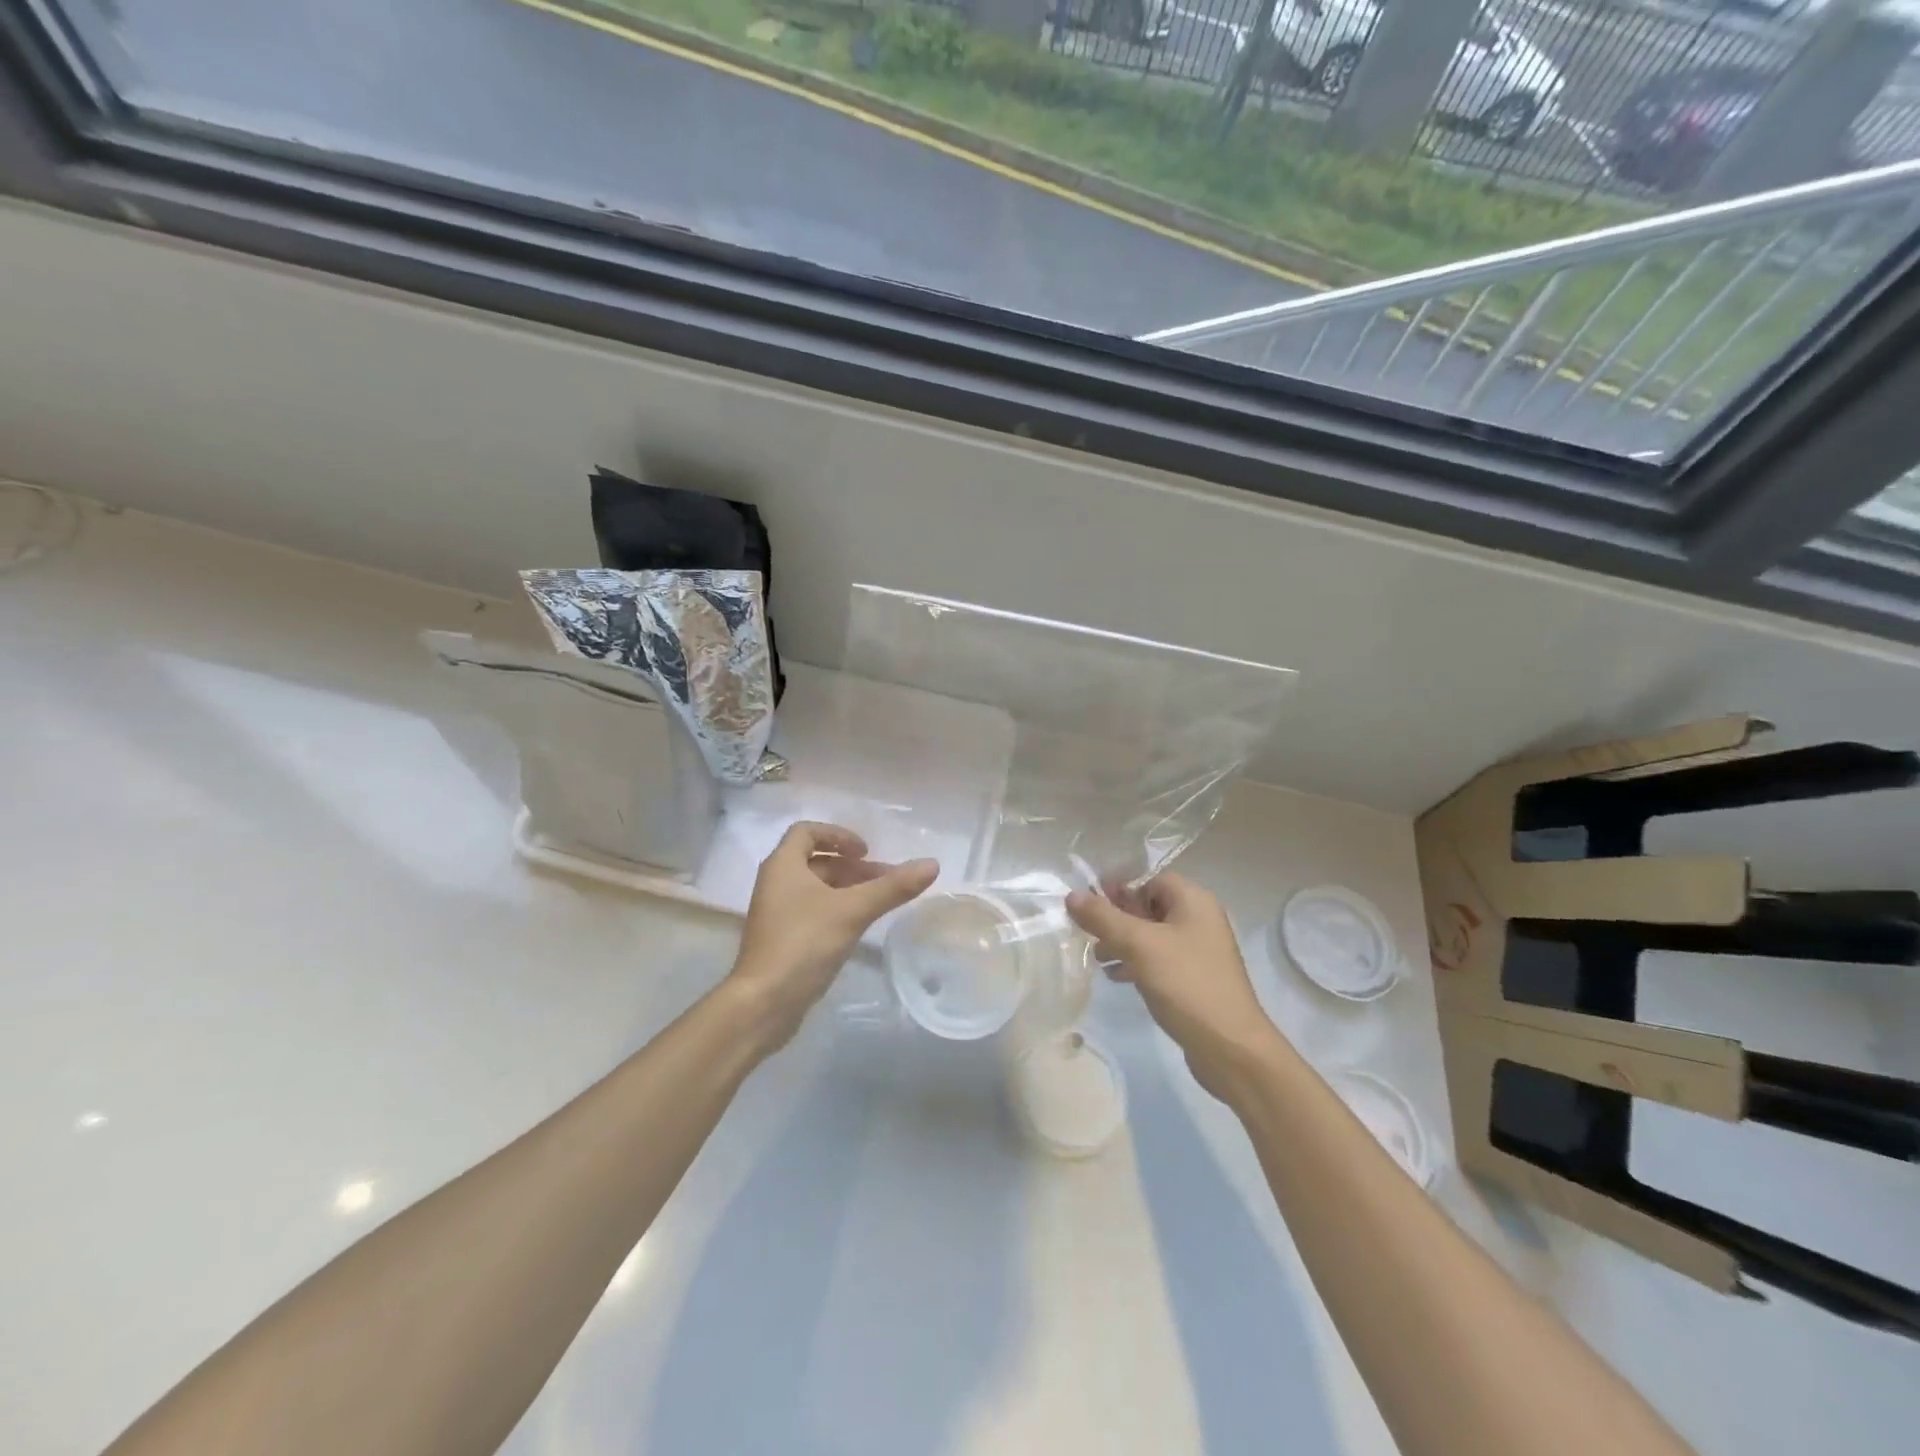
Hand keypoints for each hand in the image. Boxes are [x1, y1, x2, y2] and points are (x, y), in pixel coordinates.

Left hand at [728, 821, 937, 1049]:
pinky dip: (836, 908)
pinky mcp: (782, 938)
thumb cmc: (803, 945)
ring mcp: (776, 912)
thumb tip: (932, 864)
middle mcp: (775, 883)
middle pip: (816, 860)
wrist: (762, 1004)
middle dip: (852, 866)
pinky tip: (859, 925)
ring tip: (879, 901)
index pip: (807, 831)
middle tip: (885, 879)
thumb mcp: (853, 911)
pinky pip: (812, 910)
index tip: (866, 852)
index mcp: (783, 865)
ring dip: (847, 887)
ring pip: (816, 887)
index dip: (838, 835)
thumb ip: (892, 887)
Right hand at [1066, 872, 1286, 1101]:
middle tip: (1090, 934)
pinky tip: (1118, 978)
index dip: (1121, 889)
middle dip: (1117, 918)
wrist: (1231, 1048)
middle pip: (1150, 906)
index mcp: (1194, 901)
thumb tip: (1072, 895)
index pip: (1151, 880)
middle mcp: (1200, 920)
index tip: (1092, 908)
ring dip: (1123, 943)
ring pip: (1152, 935)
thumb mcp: (1139, 946)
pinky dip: (1137, 963)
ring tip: (1099, 959)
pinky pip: (1160, 960)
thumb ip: (1103, 918)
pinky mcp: (1195, 979)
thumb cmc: (1186, 984)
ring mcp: (1199, 951)